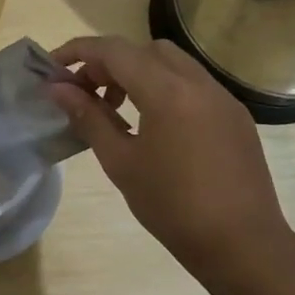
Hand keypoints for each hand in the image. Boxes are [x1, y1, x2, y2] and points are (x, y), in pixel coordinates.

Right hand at [47, 36, 294, 285]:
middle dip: (109, 63)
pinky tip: (154, 126)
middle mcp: (198, 83)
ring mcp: (222, 97)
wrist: (242, 245)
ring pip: (172, 63)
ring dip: (138, 73)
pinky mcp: (235, 115)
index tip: (53, 68)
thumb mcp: (121, 162)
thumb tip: (57, 89)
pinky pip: (193, 84)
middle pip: (144, 50)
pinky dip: (164, 88)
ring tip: (118, 110)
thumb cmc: (172, 207)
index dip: (78, 51)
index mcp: (168, 92)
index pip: (114, 51)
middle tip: (87, 94)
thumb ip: (89, 117)